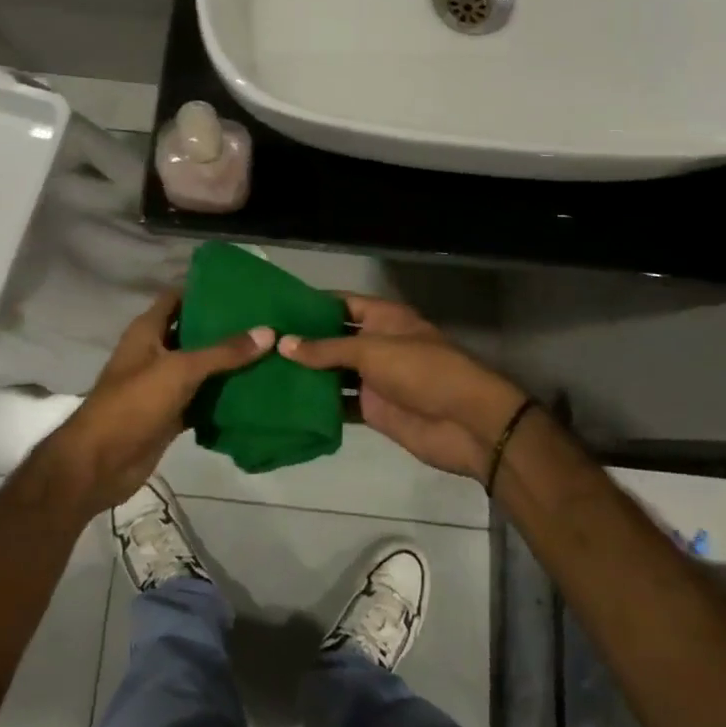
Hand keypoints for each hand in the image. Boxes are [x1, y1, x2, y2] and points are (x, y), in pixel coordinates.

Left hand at [43, 290, 272, 516]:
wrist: (100, 464)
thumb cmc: (134, 403)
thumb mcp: (180, 370)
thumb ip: (223, 352)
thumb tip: (268, 332)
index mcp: (147, 330)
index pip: (177, 297)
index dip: (204, 289)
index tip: (241, 286)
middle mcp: (154, 352)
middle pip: (192, 331)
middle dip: (224, 326)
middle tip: (264, 318)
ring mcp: (162, 384)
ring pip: (200, 366)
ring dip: (227, 362)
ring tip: (268, 348)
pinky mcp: (170, 413)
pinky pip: (201, 398)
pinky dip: (222, 395)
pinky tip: (254, 389)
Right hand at [280, 294, 524, 480]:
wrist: (466, 423)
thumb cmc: (421, 371)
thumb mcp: (372, 351)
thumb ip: (327, 349)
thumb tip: (282, 343)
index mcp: (382, 318)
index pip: (340, 303)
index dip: (310, 305)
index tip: (273, 308)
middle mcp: (376, 343)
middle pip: (333, 339)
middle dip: (302, 342)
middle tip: (259, 343)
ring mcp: (375, 378)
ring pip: (334, 372)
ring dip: (307, 374)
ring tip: (263, 372)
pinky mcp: (373, 409)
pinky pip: (340, 403)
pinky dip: (319, 404)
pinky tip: (286, 404)